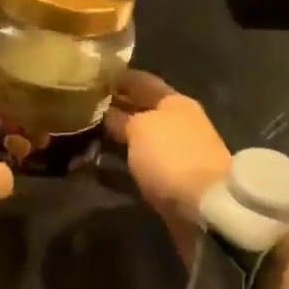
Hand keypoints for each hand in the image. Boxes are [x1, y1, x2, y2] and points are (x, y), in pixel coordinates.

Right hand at [104, 71, 231, 263]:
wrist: (208, 210)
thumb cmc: (171, 155)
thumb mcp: (139, 129)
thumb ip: (120, 119)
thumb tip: (107, 114)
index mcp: (174, 101)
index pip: (141, 81)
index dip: (117, 78)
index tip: (91, 78)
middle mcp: (179, 124)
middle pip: (141, 112)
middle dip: (115, 111)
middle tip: (81, 111)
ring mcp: (179, 155)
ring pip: (140, 141)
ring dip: (118, 142)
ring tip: (86, 141)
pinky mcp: (175, 184)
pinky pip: (142, 168)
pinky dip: (124, 168)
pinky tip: (101, 170)